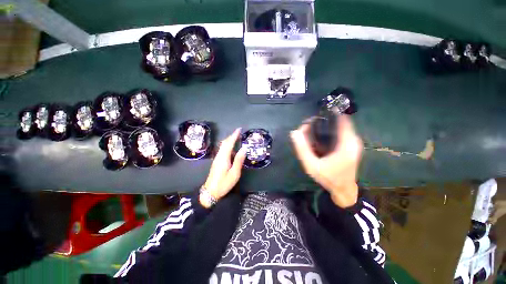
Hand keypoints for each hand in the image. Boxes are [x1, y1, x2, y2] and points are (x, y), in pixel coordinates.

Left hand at [202, 128, 246, 205]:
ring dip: (229, 142)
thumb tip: (244, 148)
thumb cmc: (223, 183)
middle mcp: (219, 156)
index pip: (229, 143)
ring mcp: (216, 160)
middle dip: (231, 137)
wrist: (211, 191)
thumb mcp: (234, 173)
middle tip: (239, 133)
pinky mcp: (216, 163)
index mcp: (223, 157)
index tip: (239, 129)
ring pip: (223, 147)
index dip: (234, 136)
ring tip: (237, 140)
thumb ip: (239, 160)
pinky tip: (232, 151)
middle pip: (224, 143)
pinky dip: (227, 147)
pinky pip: (222, 151)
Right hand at [290, 115, 362, 207]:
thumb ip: (302, 149)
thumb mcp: (312, 167)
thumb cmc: (329, 178)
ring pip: (344, 125)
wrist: (344, 189)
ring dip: (332, 124)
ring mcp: (357, 142)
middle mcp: (354, 140)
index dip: (328, 114)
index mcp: (346, 144)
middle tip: (313, 125)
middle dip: (328, 119)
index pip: (341, 119)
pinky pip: (346, 131)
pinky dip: (336, 130)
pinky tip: (327, 137)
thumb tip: (294, 132)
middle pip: (342, 120)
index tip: (316, 118)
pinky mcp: (356, 145)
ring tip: (318, 130)